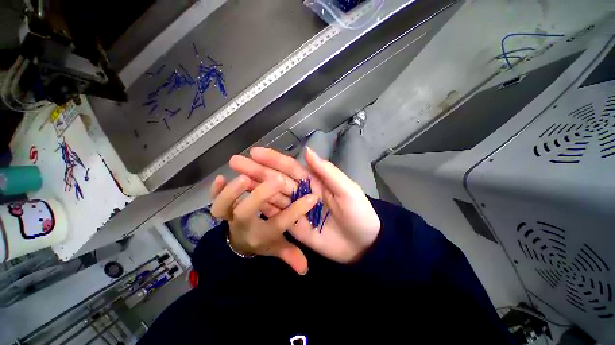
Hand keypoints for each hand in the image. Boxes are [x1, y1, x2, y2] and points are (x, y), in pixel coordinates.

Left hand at [210, 174, 317, 274]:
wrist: (239, 242)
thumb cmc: (262, 240)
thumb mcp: (277, 249)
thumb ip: (290, 255)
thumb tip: (305, 269)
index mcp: (261, 235)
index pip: (279, 224)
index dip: (296, 211)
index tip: (312, 198)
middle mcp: (244, 225)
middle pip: (247, 212)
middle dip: (261, 196)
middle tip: (276, 180)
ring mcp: (229, 216)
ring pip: (224, 206)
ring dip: (232, 192)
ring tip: (246, 178)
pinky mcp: (221, 208)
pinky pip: (213, 200)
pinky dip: (215, 190)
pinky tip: (220, 178)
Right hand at [229, 146, 380, 263]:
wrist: (362, 244)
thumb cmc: (358, 214)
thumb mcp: (347, 189)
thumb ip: (327, 172)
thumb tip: (307, 151)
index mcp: (314, 181)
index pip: (290, 167)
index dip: (273, 159)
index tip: (254, 152)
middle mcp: (302, 192)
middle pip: (276, 179)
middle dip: (257, 170)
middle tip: (235, 162)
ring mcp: (296, 209)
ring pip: (273, 196)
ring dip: (255, 187)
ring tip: (236, 180)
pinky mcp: (294, 225)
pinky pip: (276, 214)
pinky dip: (262, 207)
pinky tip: (248, 201)